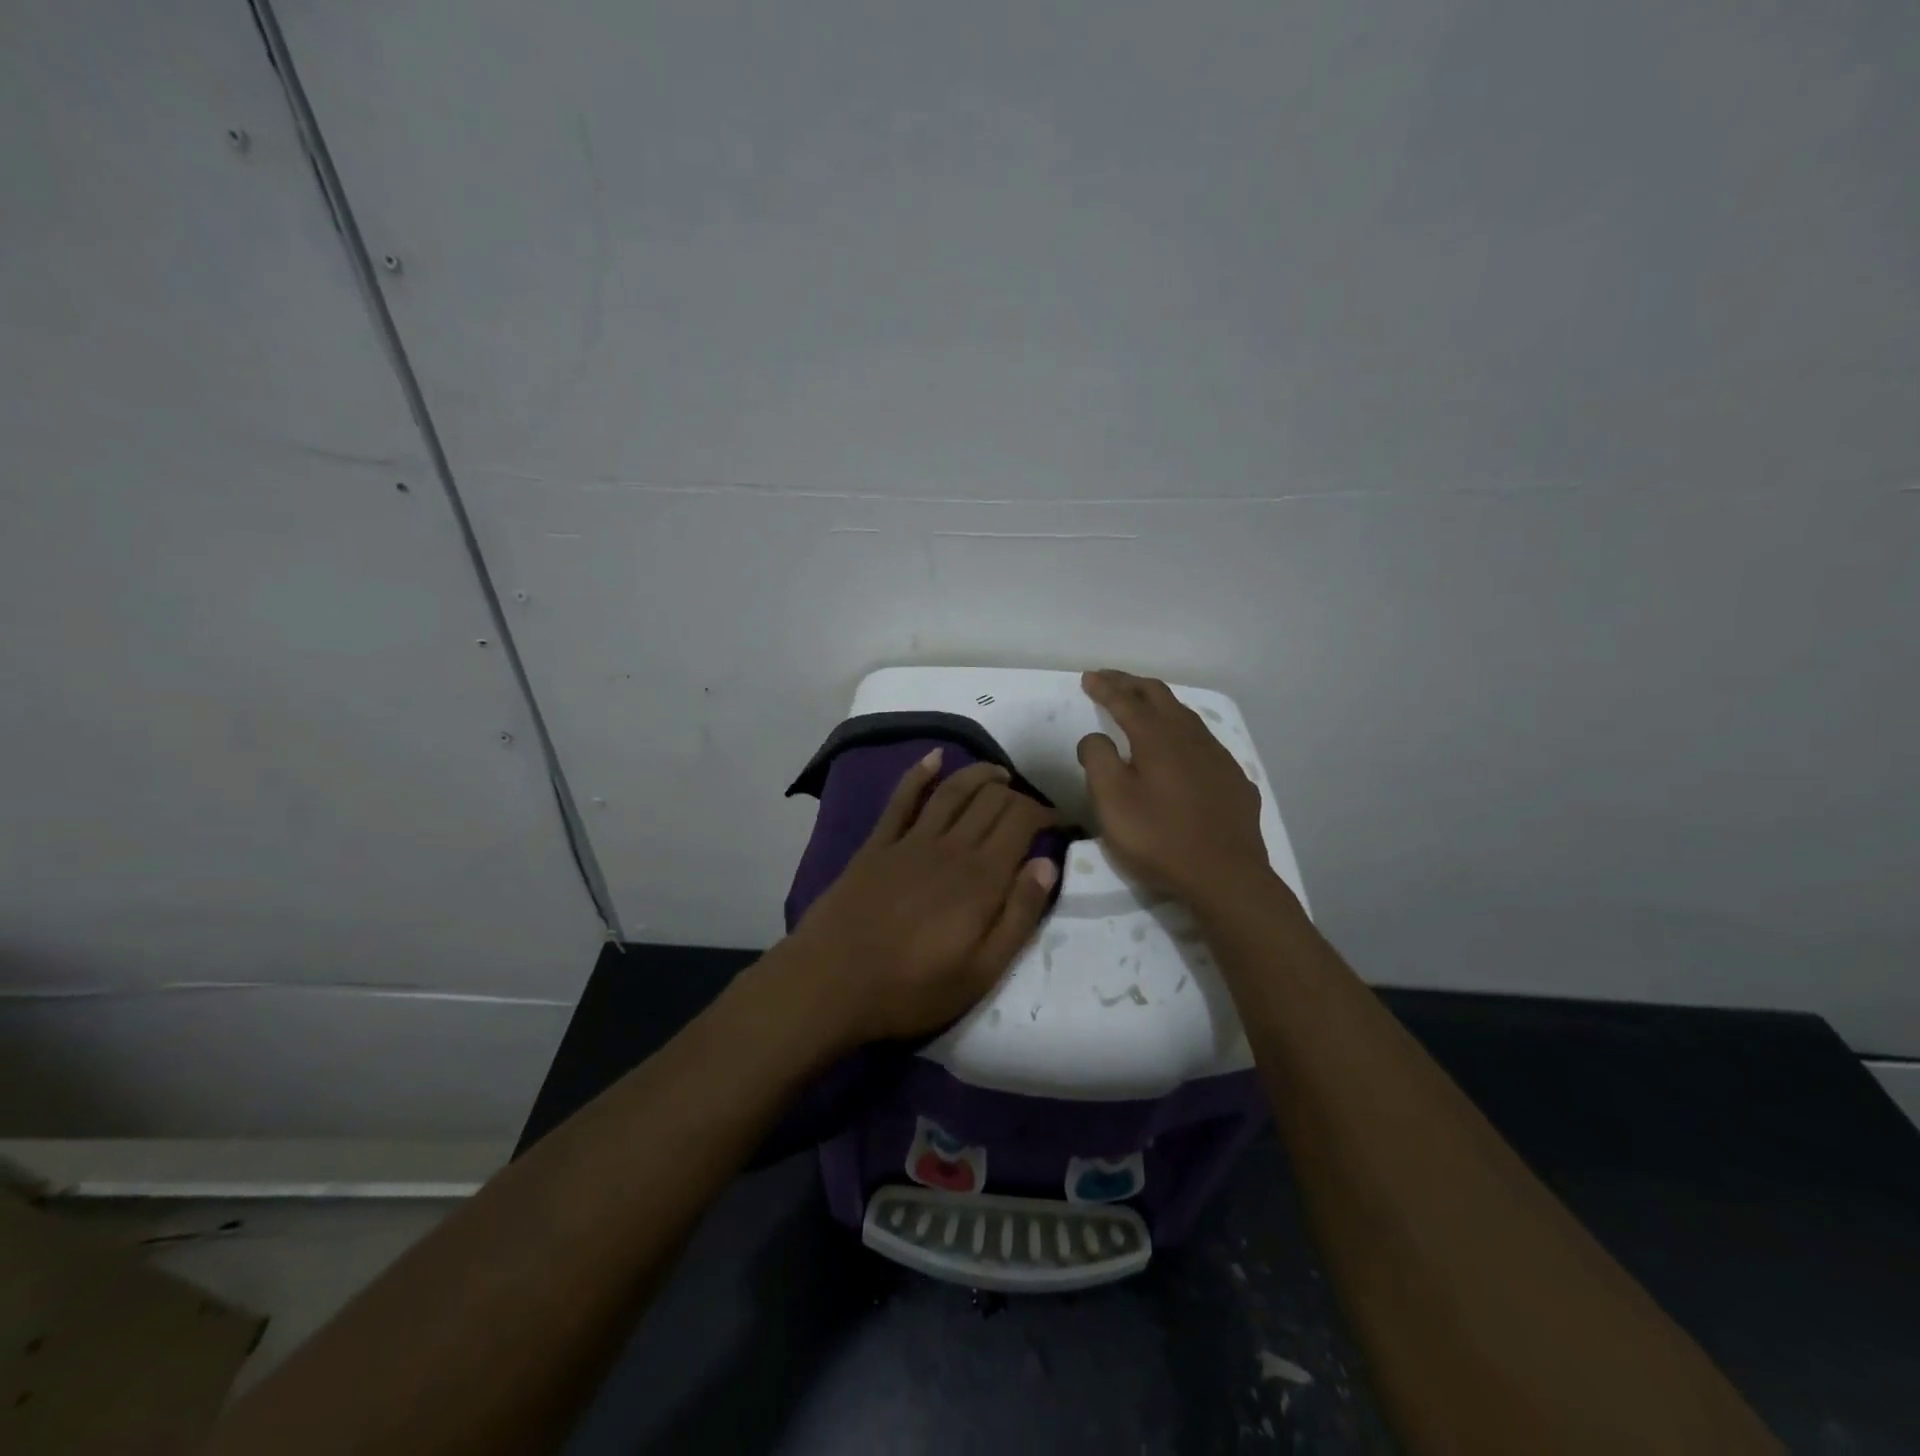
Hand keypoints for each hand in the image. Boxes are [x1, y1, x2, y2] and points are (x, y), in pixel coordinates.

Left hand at [785, 752, 1058, 1046]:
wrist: (831, 981)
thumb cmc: (912, 988)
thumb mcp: (982, 971)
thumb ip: (1019, 915)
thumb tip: (1047, 864)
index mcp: (981, 877)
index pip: (1021, 822)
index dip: (1044, 813)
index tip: (1058, 822)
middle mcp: (950, 847)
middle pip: (991, 801)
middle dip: (1017, 794)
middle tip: (1029, 806)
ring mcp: (910, 841)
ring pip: (953, 791)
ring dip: (979, 775)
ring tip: (998, 772)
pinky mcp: (877, 844)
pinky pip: (902, 799)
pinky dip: (919, 774)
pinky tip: (934, 758)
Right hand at [1077, 669, 1271, 906]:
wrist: (1226, 876)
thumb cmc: (1159, 838)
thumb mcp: (1112, 802)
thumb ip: (1098, 760)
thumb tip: (1095, 736)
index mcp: (1157, 738)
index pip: (1126, 700)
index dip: (1105, 687)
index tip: (1088, 678)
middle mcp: (1190, 737)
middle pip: (1160, 696)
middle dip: (1131, 684)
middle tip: (1110, 680)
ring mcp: (1218, 757)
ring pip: (1186, 716)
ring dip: (1160, 704)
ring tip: (1144, 704)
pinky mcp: (1234, 780)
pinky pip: (1204, 742)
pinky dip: (1183, 732)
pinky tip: (1182, 748)